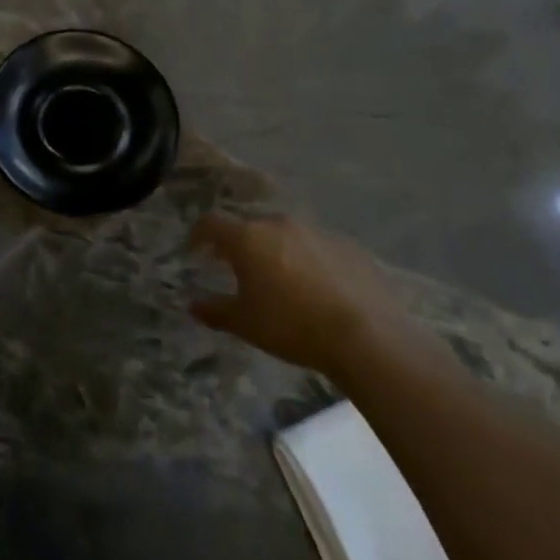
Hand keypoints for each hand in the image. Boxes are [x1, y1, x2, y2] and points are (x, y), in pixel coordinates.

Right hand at [189, 213, 442, 375]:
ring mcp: (316, 231)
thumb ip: (215, 311)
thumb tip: (193, 306)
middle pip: (250, 226)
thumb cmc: (292, 326)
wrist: (366, 336)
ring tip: (281, 280)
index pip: (212, 223)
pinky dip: (308, 260)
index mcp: (248, 238)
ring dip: (276, 250)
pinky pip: (317, 247)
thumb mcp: (245, 324)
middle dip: (241, 245)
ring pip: (285, 235)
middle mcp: (279, 224)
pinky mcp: (347, 245)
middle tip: (240, 270)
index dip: (199, 234)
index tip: (196, 250)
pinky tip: (317, 288)